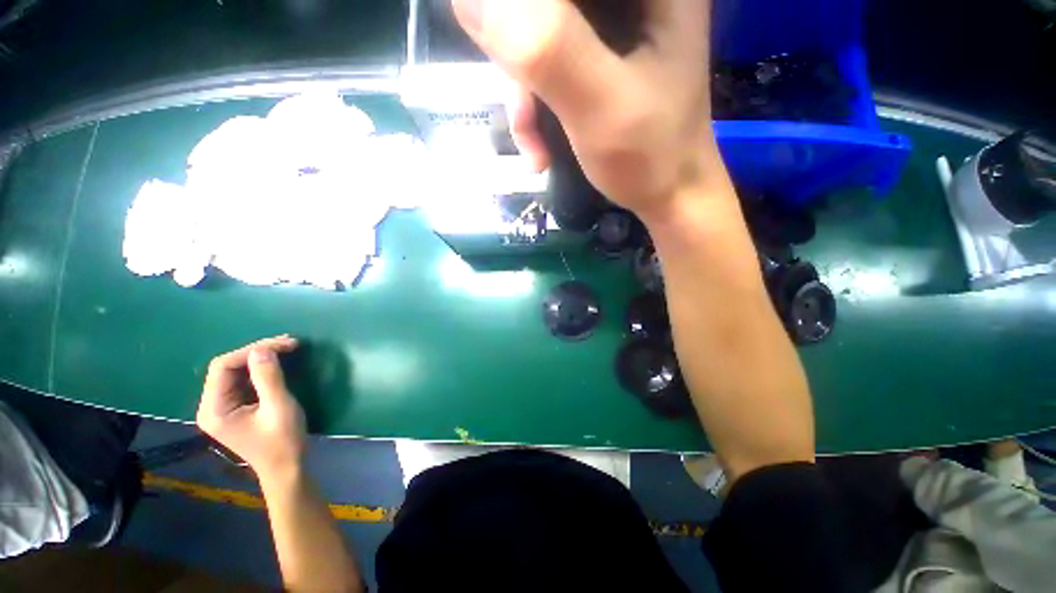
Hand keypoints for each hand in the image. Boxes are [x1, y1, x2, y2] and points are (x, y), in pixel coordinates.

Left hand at [197, 335, 305, 478]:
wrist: (286, 468)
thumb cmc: (283, 441)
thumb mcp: (279, 407)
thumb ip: (268, 378)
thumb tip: (263, 349)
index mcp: (214, 409)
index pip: (223, 366)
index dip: (252, 350)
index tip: (284, 344)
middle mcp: (212, 405)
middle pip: (228, 366)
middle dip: (258, 351)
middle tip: (289, 343)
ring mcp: (223, 407)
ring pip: (236, 371)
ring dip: (261, 357)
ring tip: (287, 348)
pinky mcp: (235, 407)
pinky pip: (244, 380)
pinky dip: (261, 368)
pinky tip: (278, 362)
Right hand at [454, 0, 718, 218]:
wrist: (669, 197)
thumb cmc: (649, 156)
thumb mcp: (598, 104)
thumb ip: (545, 48)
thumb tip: (471, 0)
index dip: (523, 21)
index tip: (511, 62)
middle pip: (544, 12)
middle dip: (521, 64)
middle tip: (526, 116)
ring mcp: (613, 28)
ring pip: (538, 39)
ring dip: (525, 99)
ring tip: (536, 150)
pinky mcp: (597, 60)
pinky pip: (547, 69)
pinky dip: (536, 111)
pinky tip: (540, 150)